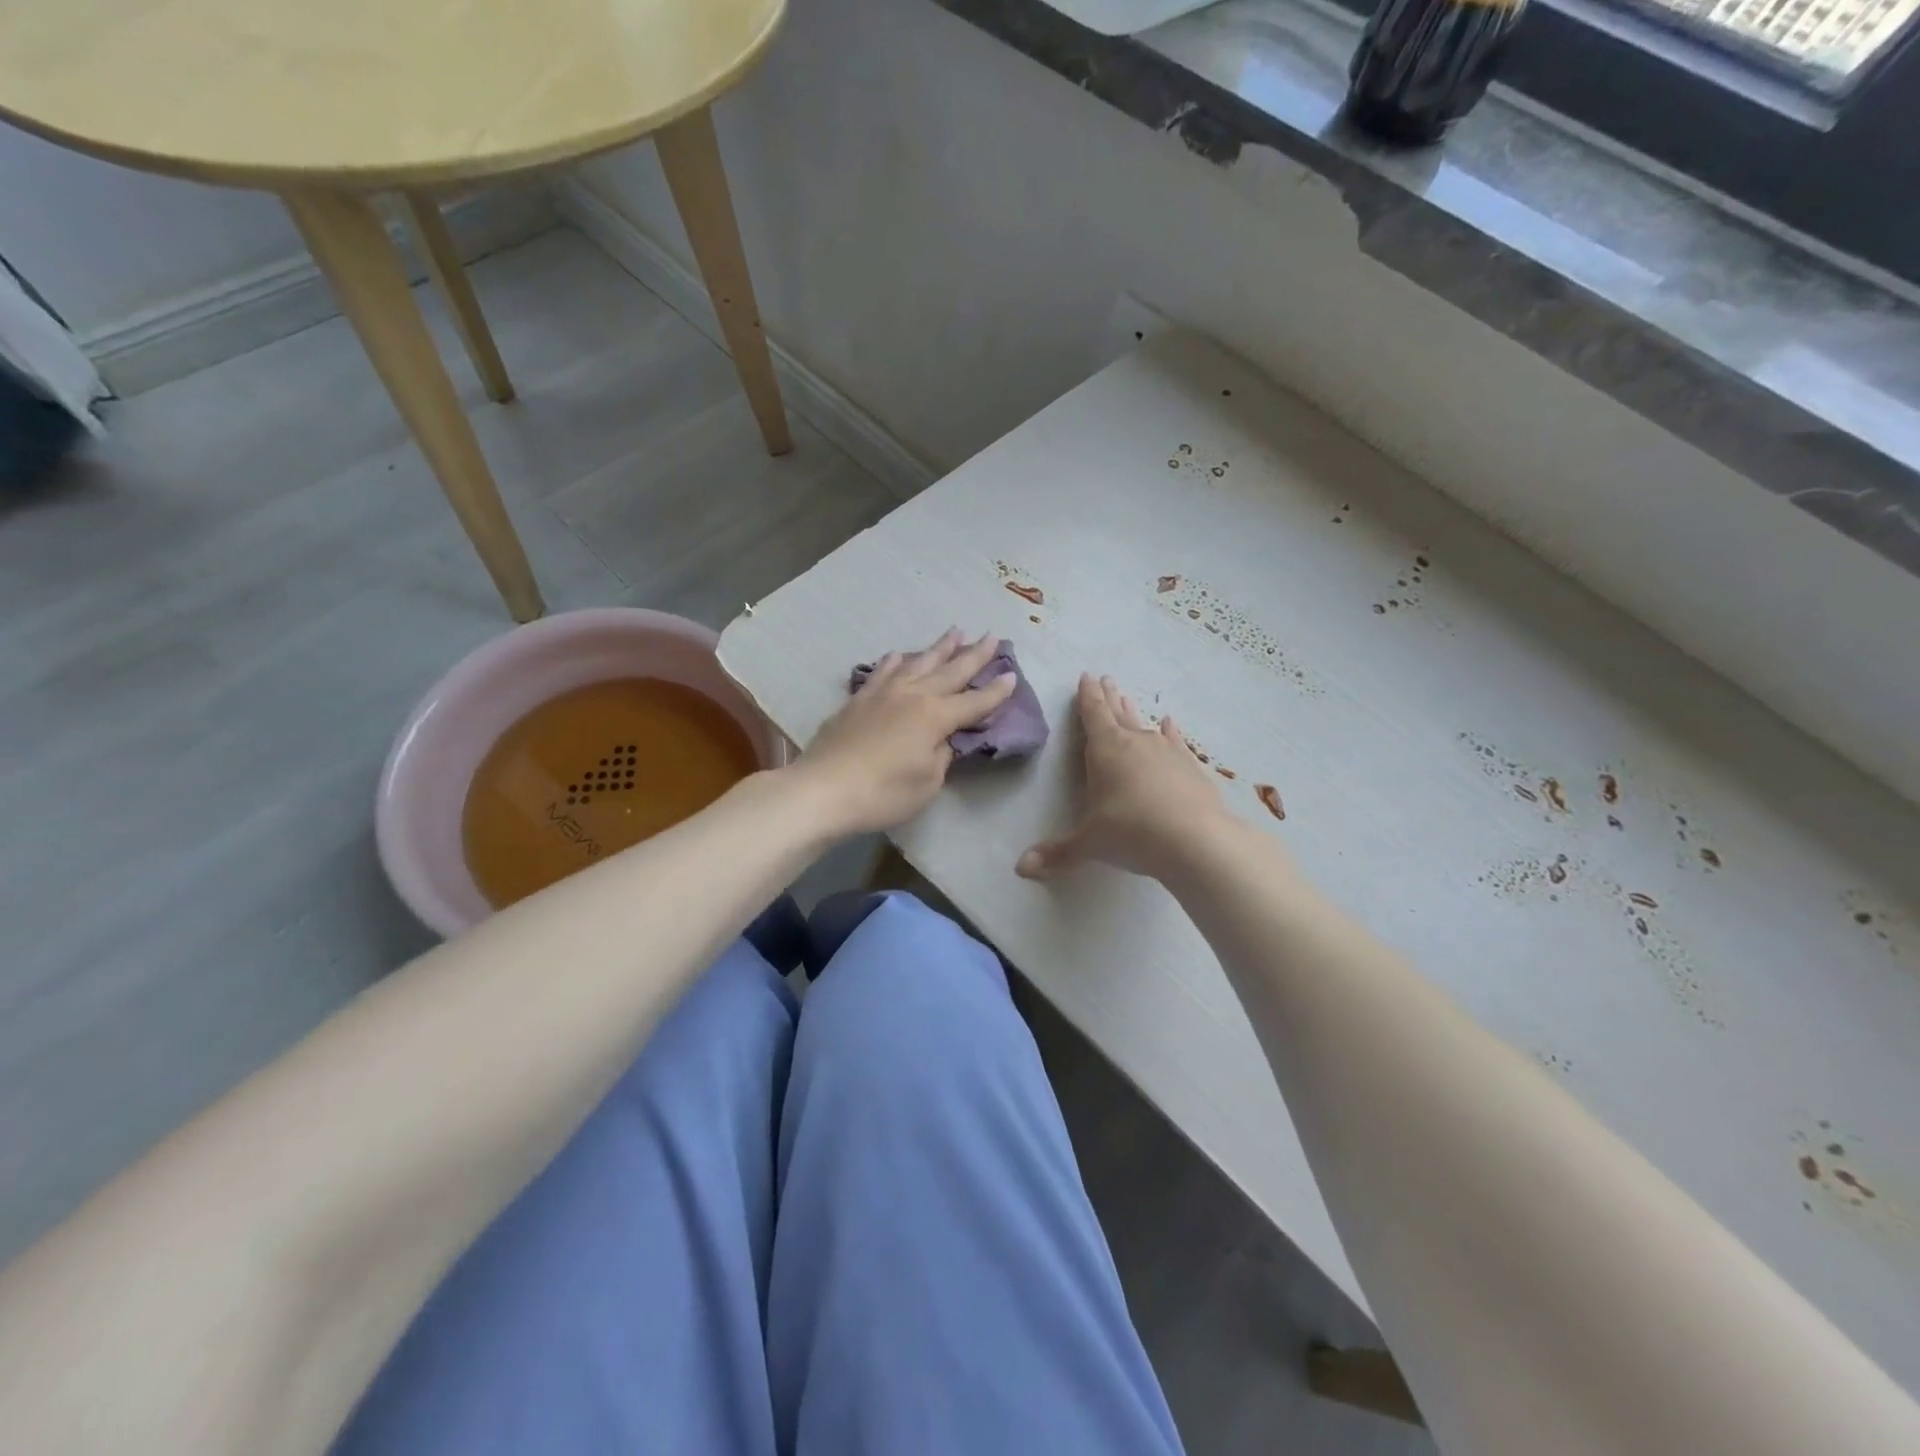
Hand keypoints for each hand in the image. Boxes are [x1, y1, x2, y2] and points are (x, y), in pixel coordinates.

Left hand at [791, 630, 1017, 835]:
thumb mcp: (927, 783)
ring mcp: (883, 693)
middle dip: (974, 654)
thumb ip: (941, 756)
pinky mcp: (858, 699)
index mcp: (936, 716)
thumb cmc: (883, 793)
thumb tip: (943, 740)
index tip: (1012, 675)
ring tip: (955, 632)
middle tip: (992, 636)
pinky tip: (898, 654)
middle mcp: (913, 695)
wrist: (823, 789)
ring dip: (939, 647)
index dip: (996, 692)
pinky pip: (882, 671)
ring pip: (917, 662)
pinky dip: (895, 660)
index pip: (975, 702)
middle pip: (950, 671)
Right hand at [1017, 674, 1232, 882]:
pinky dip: (1171, 732)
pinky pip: (1176, 742)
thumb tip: (1022, 868)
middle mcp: (1135, 743)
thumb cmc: (1132, 833)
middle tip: (1106, 678)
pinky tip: (1170, 723)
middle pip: (1118, 714)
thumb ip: (1058, 853)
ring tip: (1128, 698)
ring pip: (1145, 725)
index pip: (1092, 715)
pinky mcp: (1190, 766)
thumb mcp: (1090, 844)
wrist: (1196, 840)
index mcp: (1105, 751)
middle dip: (1109, 697)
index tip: (1086, 676)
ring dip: (1134, 713)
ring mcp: (1167, 752)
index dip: (1087, 696)